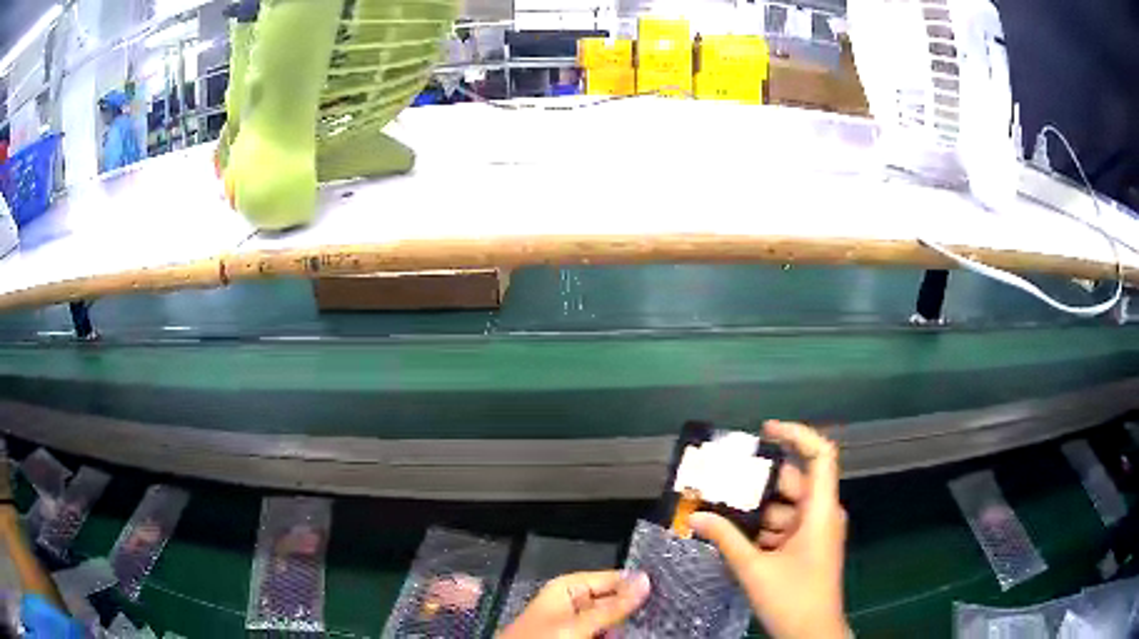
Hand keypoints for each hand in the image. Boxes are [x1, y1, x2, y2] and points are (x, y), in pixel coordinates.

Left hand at [499, 570, 650, 638]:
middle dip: (636, 608)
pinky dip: (617, 634)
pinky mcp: (578, 635)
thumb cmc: (539, 638)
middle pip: (616, 600)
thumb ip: (612, 606)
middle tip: (663, 611)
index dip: (638, 584)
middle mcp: (575, 601)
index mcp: (569, 587)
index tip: (667, 588)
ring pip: (614, 620)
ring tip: (655, 622)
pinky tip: (636, 633)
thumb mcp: (577, 624)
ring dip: (628, 624)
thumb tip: (645, 580)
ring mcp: (577, 622)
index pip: (613, 578)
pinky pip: (605, 632)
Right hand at [689, 421, 847, 638]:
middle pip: (793, 481)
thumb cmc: (792, 598)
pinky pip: (784, 526)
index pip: (821, 455)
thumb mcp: (754, 568)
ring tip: (718, 507)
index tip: (764, 431)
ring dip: (755, 509)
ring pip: (785, 506)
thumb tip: (694, 515)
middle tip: (721, 479)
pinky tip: (733, 534)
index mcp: (820, 510)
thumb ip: (726, 538)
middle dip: (758, 481)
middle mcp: (821, 514)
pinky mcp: (807, 547)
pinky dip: (761, 528)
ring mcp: (815, 531)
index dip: (797, 434)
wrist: (812, 633)